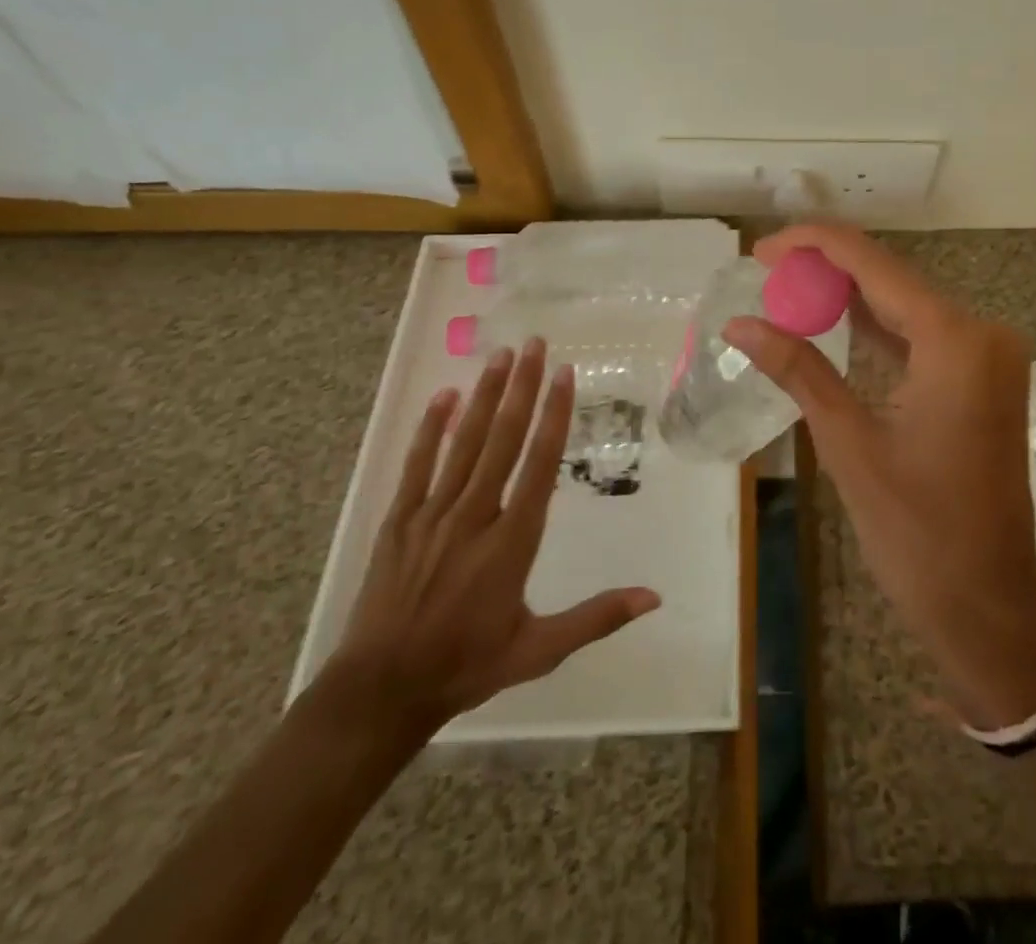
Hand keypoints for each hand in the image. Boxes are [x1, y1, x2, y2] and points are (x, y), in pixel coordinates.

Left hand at [319, 340, 660, 746]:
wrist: (381, 691)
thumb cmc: (467, 665)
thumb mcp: (539, 650)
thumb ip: (596, 617)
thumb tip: (654, 597)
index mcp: (511, 541)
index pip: (539, 464)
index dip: (553, 415)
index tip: (563, 375)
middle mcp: (474, 516)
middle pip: (502, 439)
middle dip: (521, 388)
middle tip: (533, 344)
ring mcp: (432, 515)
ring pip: (463, 443)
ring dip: (483, 396)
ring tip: (500, 355)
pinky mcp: (399, 521)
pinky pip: (417, 465)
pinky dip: (430, 429)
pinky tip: (444, 396)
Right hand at [725, 226, 1035, 729]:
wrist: (987, 604)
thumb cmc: (917, 533)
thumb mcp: (848, 444)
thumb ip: (797, 370)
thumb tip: (738, 324)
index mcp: (954, 341)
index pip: (873, 264)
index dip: (813, 245)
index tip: (760, 250)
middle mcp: (980, 333)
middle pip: (891, 276)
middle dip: (826, 268)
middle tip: (764, 273)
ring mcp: (987, 355)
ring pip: (905, 303)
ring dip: (848, 295)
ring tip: (784, 290)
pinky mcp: (982, 378)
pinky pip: (922, 334)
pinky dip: (876, 327)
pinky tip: (830, 322)